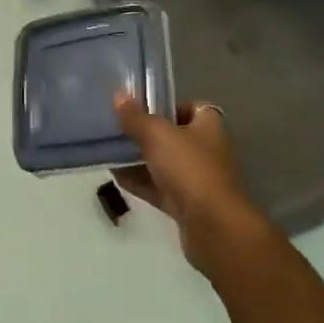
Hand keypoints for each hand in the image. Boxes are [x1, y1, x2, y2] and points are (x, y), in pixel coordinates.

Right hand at [113, 95, 266, 270]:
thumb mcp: (156, 135)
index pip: (193, 108)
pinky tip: (116, 177)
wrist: (213, 227)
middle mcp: (207, 150)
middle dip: (148, 134)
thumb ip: (136, 117)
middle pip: (175, 137)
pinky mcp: (187, 206)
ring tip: (111, 151)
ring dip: (141, 160)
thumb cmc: (189, 168)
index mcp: (209, 126)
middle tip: (120, 129)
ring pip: (166, 164)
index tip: (143, 109)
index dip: (170, 106)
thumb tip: (118, 96)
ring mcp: (198, 180)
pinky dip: (141, 183)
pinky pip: (160, 189)